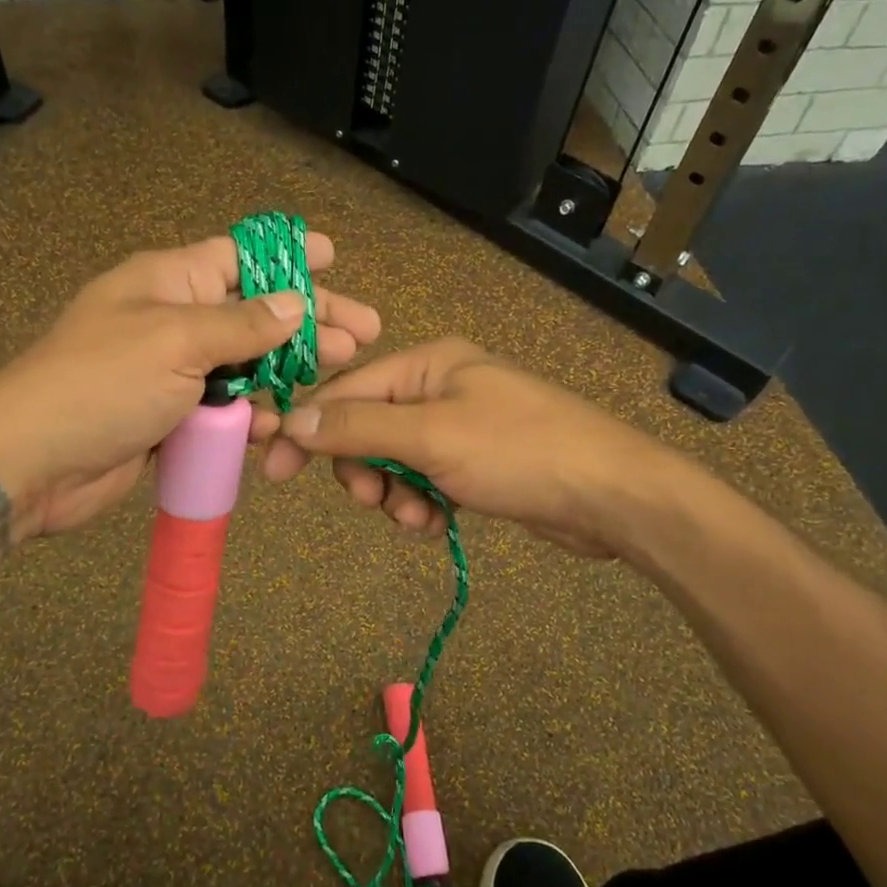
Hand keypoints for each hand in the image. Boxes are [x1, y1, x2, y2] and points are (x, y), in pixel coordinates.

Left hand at [0, 232, 380, 540]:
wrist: (31, 463)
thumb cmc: (100, 384)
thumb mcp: (176, 341)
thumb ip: (242, 325)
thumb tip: (296, 305)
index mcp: (169, 281)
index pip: (240, 255)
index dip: (289, 255)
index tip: (334, 256)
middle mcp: (174, 319)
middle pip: (254, 312)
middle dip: (308, 321)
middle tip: (363, 335)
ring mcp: (172, 371)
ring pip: (245, 364)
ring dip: (286, 371)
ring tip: (334, 375)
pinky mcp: (171, 417)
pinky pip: (223, 408)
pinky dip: (250, 414)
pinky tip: (276, 424)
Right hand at [261, 338, 657, 556]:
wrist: (611, 495)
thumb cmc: (518, 451)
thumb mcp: (431, 436)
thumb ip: (357, 428)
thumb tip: (291, 419)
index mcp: (428, 363)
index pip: (346, 391)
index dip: (309, 430)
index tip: (275, 473)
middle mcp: (440, 387)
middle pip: (368, 429)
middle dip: (366, 471)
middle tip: (376, 501)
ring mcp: (460, 426)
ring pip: (394, 461)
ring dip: (395, 494)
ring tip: (419, 518)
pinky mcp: (476, 464)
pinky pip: (425, 481)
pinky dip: (423, 504)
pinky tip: (439, 524)